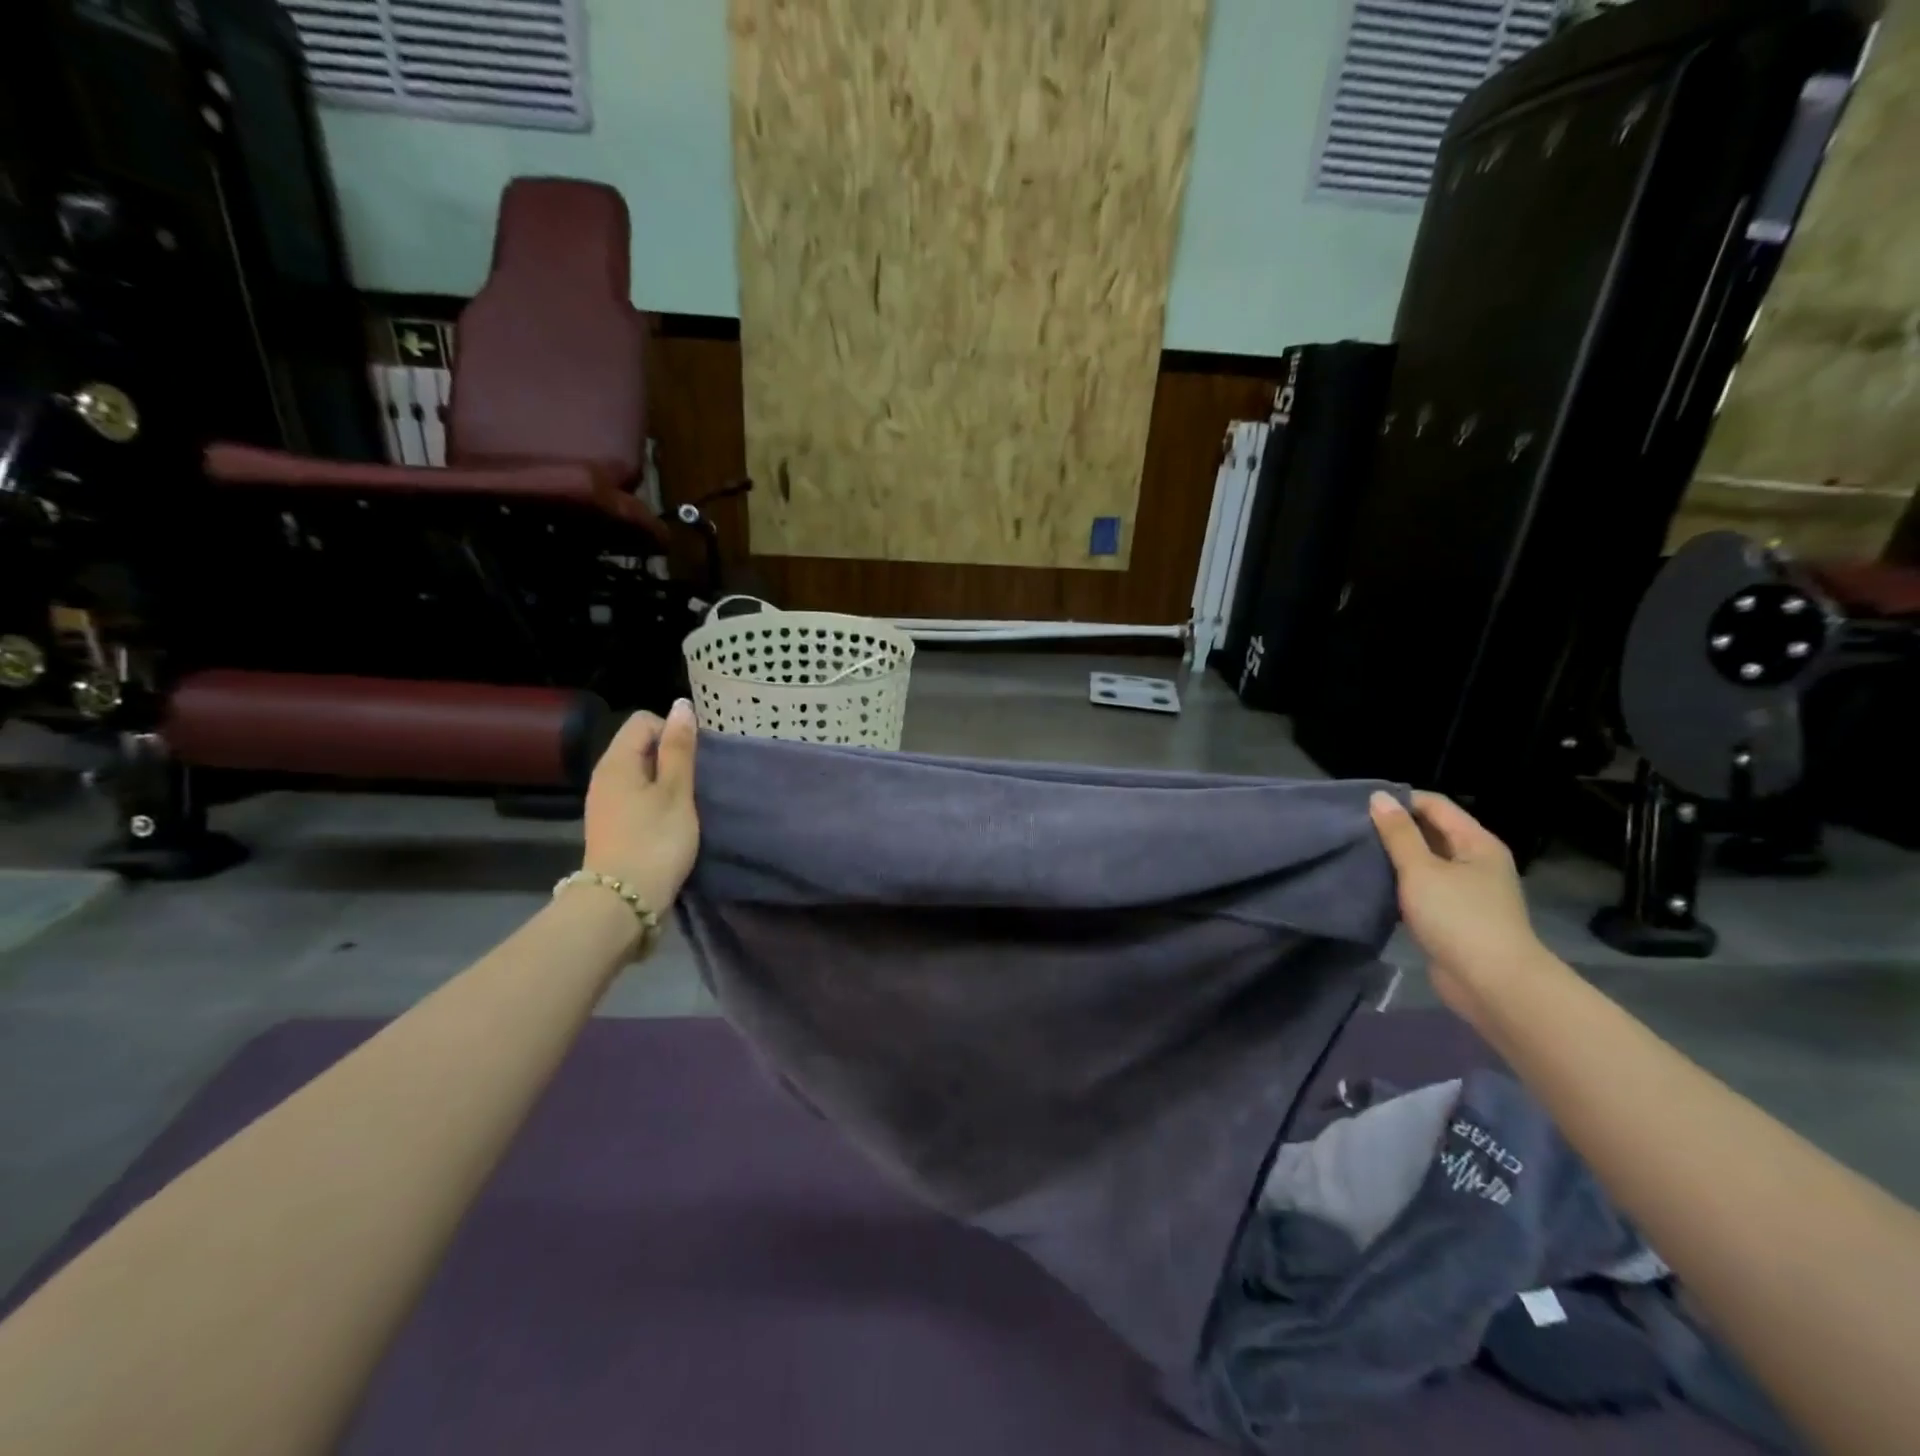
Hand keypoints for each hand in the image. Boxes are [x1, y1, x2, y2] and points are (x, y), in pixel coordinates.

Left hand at [582, 701, 699, 913]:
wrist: (623, 902)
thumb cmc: (655, 841)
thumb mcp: (676, 792)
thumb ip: (679, 749)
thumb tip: (681, 706)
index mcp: (617, 761)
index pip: (644, 721)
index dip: (673, 731)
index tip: (695, 759)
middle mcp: (604, 776)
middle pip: (640, 746)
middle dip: (671, 757)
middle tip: (697, 781)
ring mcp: (605, 803)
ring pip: (640, 774)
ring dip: (666, 782)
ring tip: (688, 802)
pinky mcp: (612, 826)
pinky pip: (636, 797)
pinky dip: (656, 802)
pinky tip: (671, 821)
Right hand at [1368, 790, 1544, 1028]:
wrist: (1492, 984)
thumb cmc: (1458, 917)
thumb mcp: (1421, 870)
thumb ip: (1398, 833)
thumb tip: (1379, 797)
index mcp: (1476, 843)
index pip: (1435, 805)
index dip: (1400, 801)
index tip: (1361, 807)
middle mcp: (1475, 862)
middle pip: (1431, 832)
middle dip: (1394, 830)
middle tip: (1353, 830)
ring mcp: (1467, 891)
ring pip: (1424, 863)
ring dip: (1395, 859)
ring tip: (1357, 855)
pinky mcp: (1454, 917)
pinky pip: (1423, 890)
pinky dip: (1401, 886)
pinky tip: (1374, 887)